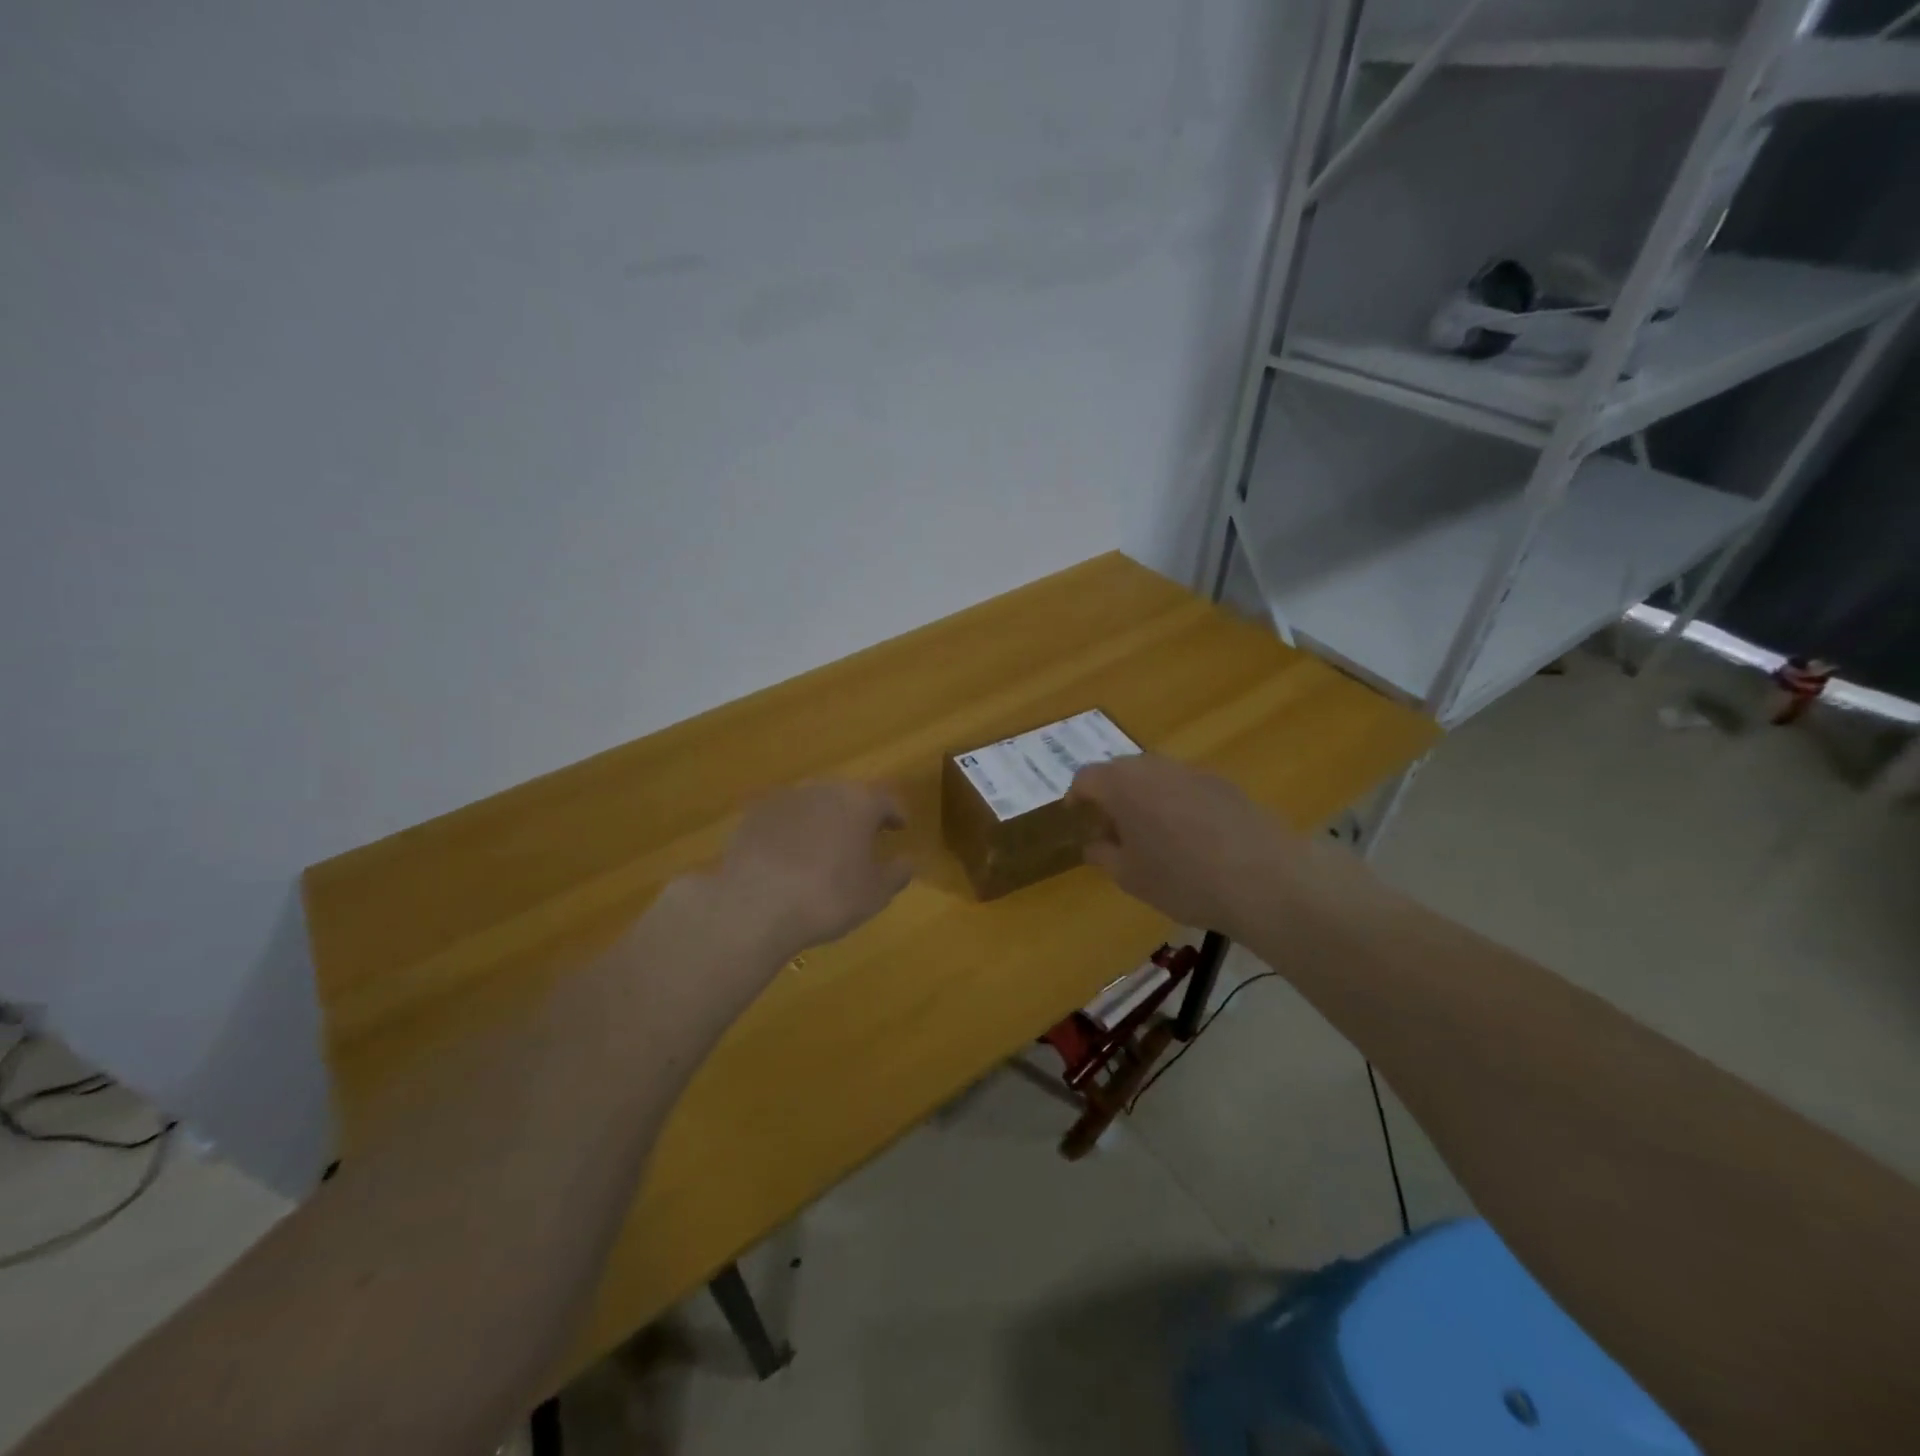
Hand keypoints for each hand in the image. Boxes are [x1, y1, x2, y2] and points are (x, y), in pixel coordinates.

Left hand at [708, 781, 913, 962]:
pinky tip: (789, 857)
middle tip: (863, 838)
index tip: (900, 827)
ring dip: (823, 820)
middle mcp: (824, 790)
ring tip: (825, 848)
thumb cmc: (828, 897)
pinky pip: (783, 819)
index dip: (896, 814)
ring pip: (814, 804)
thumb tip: (907, 861)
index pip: (886, 800)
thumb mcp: (876, 894)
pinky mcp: (754, 815)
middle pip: (848, 796)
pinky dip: (792, 832)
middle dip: (858, 814)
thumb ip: (897, 873)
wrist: (755, 905)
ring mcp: (785, 799)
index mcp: (859, 802)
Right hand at [1068, 755, 1292, 936]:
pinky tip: (1191, 839)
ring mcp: (1193, 771)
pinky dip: (1176, 805)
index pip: (1086, 778)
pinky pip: (1186, 787)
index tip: (1076, 818)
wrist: (1264, 879)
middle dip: (1111, 797)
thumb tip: (1094, 843)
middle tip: (1112, 830)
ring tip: (1152, 837)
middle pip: (1121, 772)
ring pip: (1156, 778)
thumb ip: (1103, 854)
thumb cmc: (1182, 879)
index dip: (1076, 798)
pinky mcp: (1225, 784)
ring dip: (1145, 799)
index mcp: (1122, 784)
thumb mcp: (1130, 877)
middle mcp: (1155, 767)